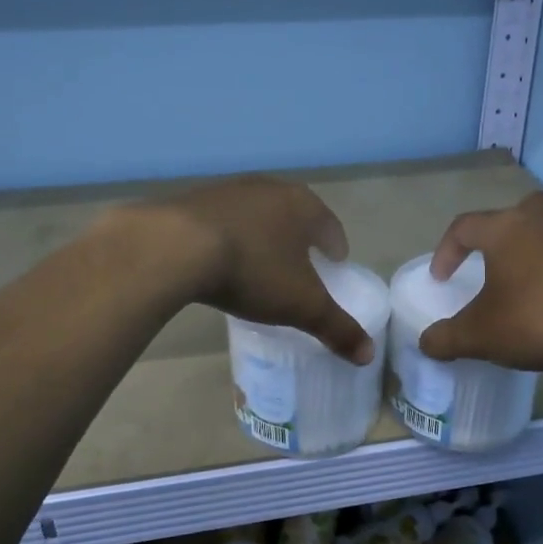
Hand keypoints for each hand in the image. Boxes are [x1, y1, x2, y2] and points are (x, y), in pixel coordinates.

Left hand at [144, 177, 374, 363]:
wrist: (174, 247)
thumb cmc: (252, 270)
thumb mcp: (301, 305)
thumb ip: (336, 328)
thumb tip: (368, 355)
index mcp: (302, 205)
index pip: (329, 225)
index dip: (335, 246)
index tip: (335, 262)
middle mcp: (268, 188)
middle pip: (293, 213)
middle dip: (299, 236)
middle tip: (301, 263)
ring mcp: (227, 190)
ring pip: (256, 214)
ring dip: (262, 233)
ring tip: (260, 261)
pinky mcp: (192, 200)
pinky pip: (221, 220)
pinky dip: (228, 236)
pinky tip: (220, 258)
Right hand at [417, 191, 542, 373]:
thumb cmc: (541, 317)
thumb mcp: (482, 335)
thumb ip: (447, 338)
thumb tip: (425, 343)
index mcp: (505, 228)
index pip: (464, 227)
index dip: (446, 251)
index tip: (442, 279)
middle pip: (512, 215)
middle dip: (496, 239)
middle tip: (491, 267)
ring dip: (533, 253)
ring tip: (529, 287)